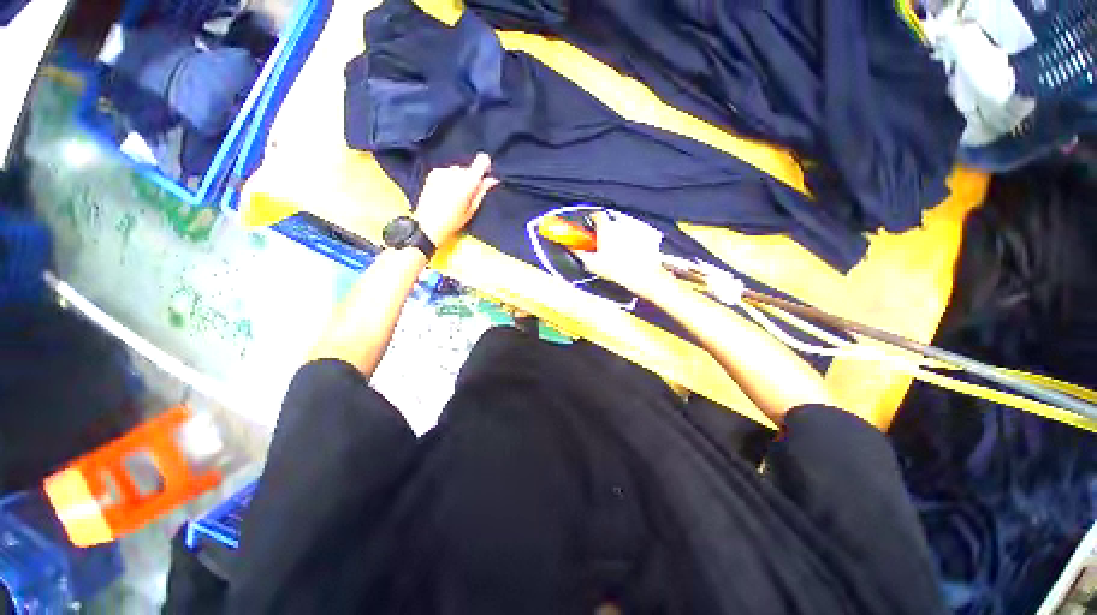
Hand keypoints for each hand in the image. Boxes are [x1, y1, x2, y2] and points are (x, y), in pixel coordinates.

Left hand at [415, 153, 499, 245]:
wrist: (428, 224)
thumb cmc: (454, 221)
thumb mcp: (472, 209)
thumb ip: (482, 191)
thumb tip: (492, 179)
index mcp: (467, 182)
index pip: (481, 161)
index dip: (485, 166)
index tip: (485, 174)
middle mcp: (455, 172)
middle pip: (469, 169)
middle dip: (471, 179)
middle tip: (467, 195)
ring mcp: (443, 171)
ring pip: (459, 170)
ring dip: (460, 179)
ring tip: (455, 195)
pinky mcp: (434, 173)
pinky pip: (448, 172)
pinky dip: (450, 179)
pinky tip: (446, 192)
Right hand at [575, 211, 675, 299]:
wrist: (642, 276)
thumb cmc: (617, 269)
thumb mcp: (592, 264)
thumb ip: (580, 253)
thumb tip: (573, 249)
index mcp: (606, 228)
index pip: (596, 215)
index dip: (592, 220)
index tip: (591, 228)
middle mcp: (621, 223)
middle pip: (611, 221)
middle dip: (608, 230)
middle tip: (606, 243)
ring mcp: (637, 227)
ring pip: (626, 226)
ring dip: (622, 234)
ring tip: (620, 250)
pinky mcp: (650, 234)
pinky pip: (641, 233)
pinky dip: (637, 239)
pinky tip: (634, 251)